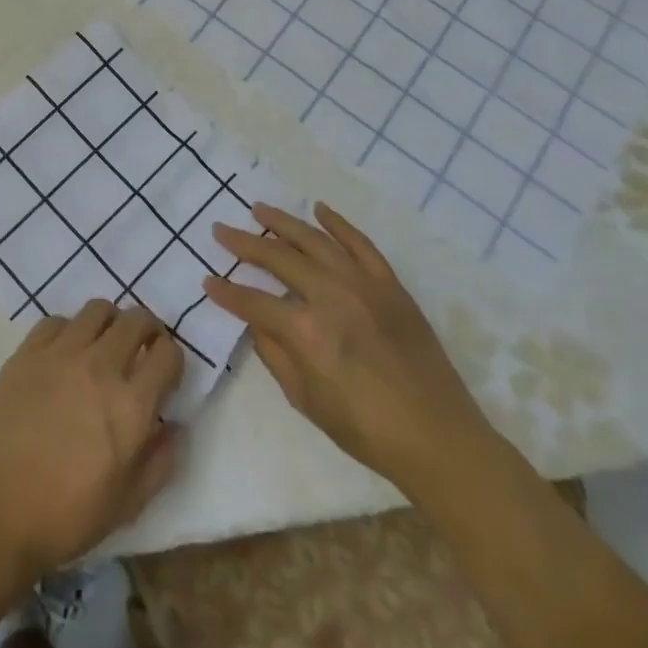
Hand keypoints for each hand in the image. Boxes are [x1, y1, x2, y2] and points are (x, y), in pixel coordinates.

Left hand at [0, 300, 183, 578]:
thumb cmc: (66, 517)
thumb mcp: (127, 504)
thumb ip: (160, 461)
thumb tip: (174, 425)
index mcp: (131, 405)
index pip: (168, 354)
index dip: (172, 359)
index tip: (164, 373)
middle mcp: (100, 367)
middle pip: (136, 319)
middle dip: (146, 330)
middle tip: (139, 349)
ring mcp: (60, 354)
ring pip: (97, 309)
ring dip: (109, 323)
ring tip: (102, 345)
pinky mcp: (27, 352)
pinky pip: (56, 321)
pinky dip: (68, 331)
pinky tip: (63, 354)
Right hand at [204, 202, 495, 490]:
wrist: (439, 437)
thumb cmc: (366, 430)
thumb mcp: (307, 401)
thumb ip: (275, 355)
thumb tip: (257, 323)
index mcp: (306, 331)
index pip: (253, 302)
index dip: (227, 293)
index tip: (208, 281)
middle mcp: (331, 296)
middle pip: (278, 258)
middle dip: (244, 243)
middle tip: (221, 229)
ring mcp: (363, 284)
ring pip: (315, 240)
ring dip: (283, 222)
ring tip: (259, 210)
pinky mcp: (390, 284)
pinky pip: (360, 243)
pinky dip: (338, 223)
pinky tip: (319, 209)